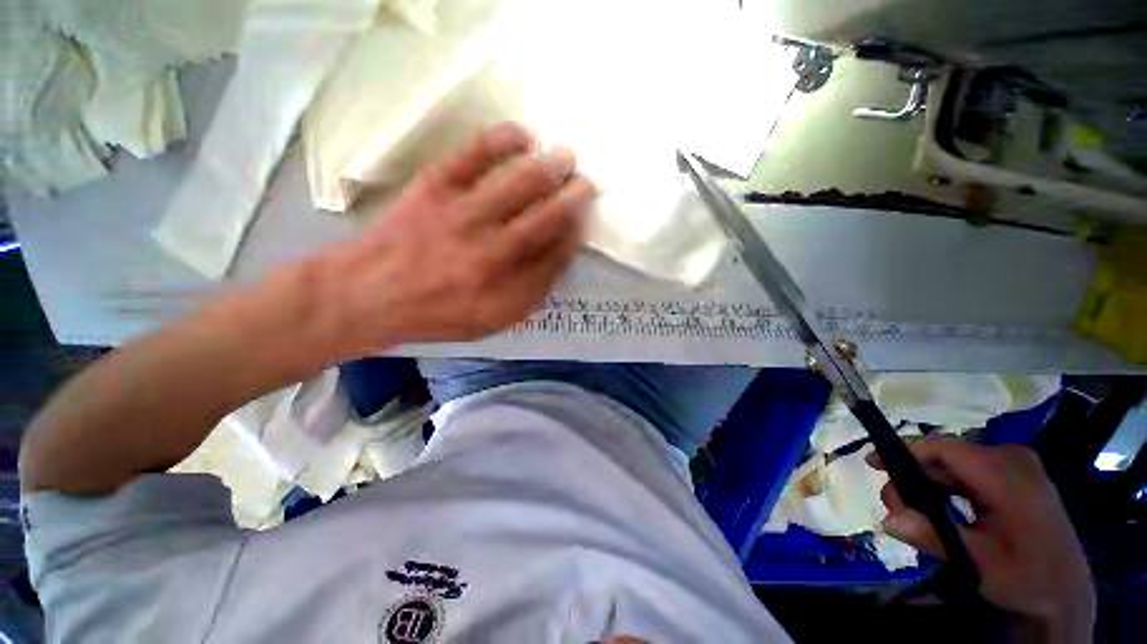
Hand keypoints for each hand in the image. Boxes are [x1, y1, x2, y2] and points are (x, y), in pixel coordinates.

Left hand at [310, 122, 595, 356]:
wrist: (369, 293)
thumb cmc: (436, 313)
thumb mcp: (490, 321)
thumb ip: (528, 296)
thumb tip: (555, 262)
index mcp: (507, 289)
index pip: (556, 256)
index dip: (574, 236)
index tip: (583, 222)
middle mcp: (493, 253)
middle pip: (547, 218)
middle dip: (574, 199)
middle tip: (586, 184)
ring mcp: (465, 215)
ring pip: (520, 184)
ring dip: (551, 168)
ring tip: (566, 158)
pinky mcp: (436, 187)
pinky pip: (476, 156)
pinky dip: (504, 140)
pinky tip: (524, 135)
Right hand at [868, 442, 1094, 637]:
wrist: (1066, 592)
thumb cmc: (1027, 578)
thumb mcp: (981, 564)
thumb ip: (935, 538)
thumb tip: (889, 519)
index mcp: (1008, 475)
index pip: (946, 449)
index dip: (905, 451)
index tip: (872, 462)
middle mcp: (1012, 460)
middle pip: (946, 457)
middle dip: (914, 477)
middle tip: (897, 506)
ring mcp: (1016, 467)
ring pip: (954, 465)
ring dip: (928, 485)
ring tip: (916, 514)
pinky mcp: (1015, 477)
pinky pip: (968, 472)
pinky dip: (946, 488)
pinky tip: (941, 511)